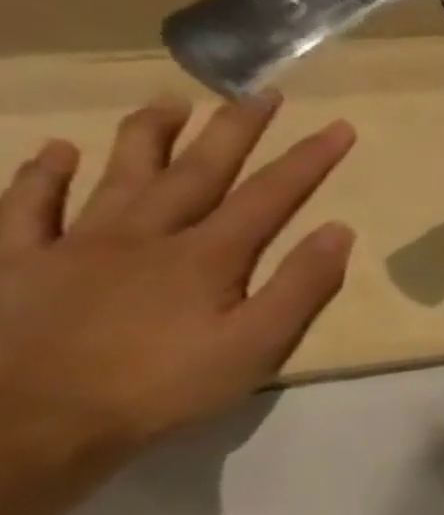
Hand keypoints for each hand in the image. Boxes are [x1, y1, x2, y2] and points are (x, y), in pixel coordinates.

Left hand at [0, 96, 356, 514]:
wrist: (31, 422)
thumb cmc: (163, 388)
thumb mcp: (257, 347)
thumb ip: (300, 287)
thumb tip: (338, 231)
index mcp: (207, 256)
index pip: (270, 196)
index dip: (308, 160)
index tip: (339, 126)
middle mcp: (145, 235)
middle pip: (199, 170)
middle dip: (235, 129)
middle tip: (261, 92)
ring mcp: (75, 244)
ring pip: (119, 174)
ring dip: (149, 135)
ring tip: (170, 101)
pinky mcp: (19, 262)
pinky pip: (27, 207)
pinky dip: (42, 174)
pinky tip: (56, 151)